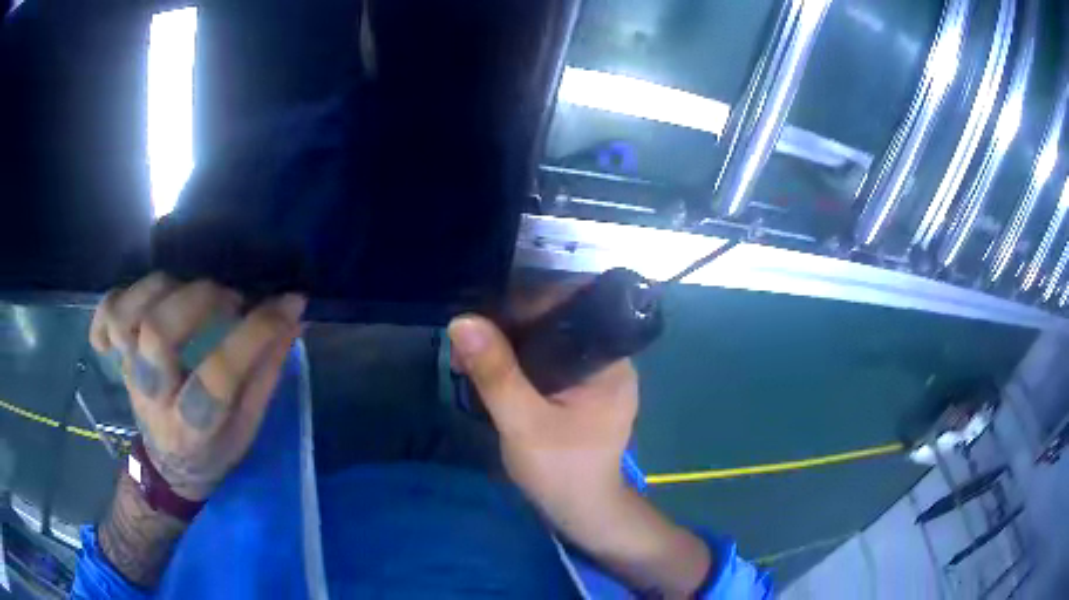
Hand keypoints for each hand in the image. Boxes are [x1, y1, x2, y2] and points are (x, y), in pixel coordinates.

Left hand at [90, 273, 304, 500]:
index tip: (288, 304)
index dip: (254, 333)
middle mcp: (155, 398)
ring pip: (127, 316)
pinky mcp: (118, 358)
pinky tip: (141, 300)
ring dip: (161, 288)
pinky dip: (118, 297)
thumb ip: (266, 374)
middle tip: (229, 298)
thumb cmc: (214, 451)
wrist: (169, 467)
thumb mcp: (249, 428)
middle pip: (158, 334)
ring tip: (189, 290)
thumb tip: (293, 318)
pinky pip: (106, 316)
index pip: (218, 375)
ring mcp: (129, 374)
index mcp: (194, 428)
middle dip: (199, 300)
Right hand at [447, 314, 637, 532]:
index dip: (526, 305)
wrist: (582, 514)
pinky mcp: (580, 395)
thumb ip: (496, 373)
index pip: (571, 310)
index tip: (484, 319)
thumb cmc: (561, 472)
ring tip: (469, 362)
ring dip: (507, 349)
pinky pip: (547, 366)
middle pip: (556, 326)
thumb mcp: (523, 424)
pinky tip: (488, 375)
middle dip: (508, 330)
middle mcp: (607, 363)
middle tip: (466, 347)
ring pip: (547, 346)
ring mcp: (595, 380)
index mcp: (609, 363)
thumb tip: (462, 321)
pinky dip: (517, 366)